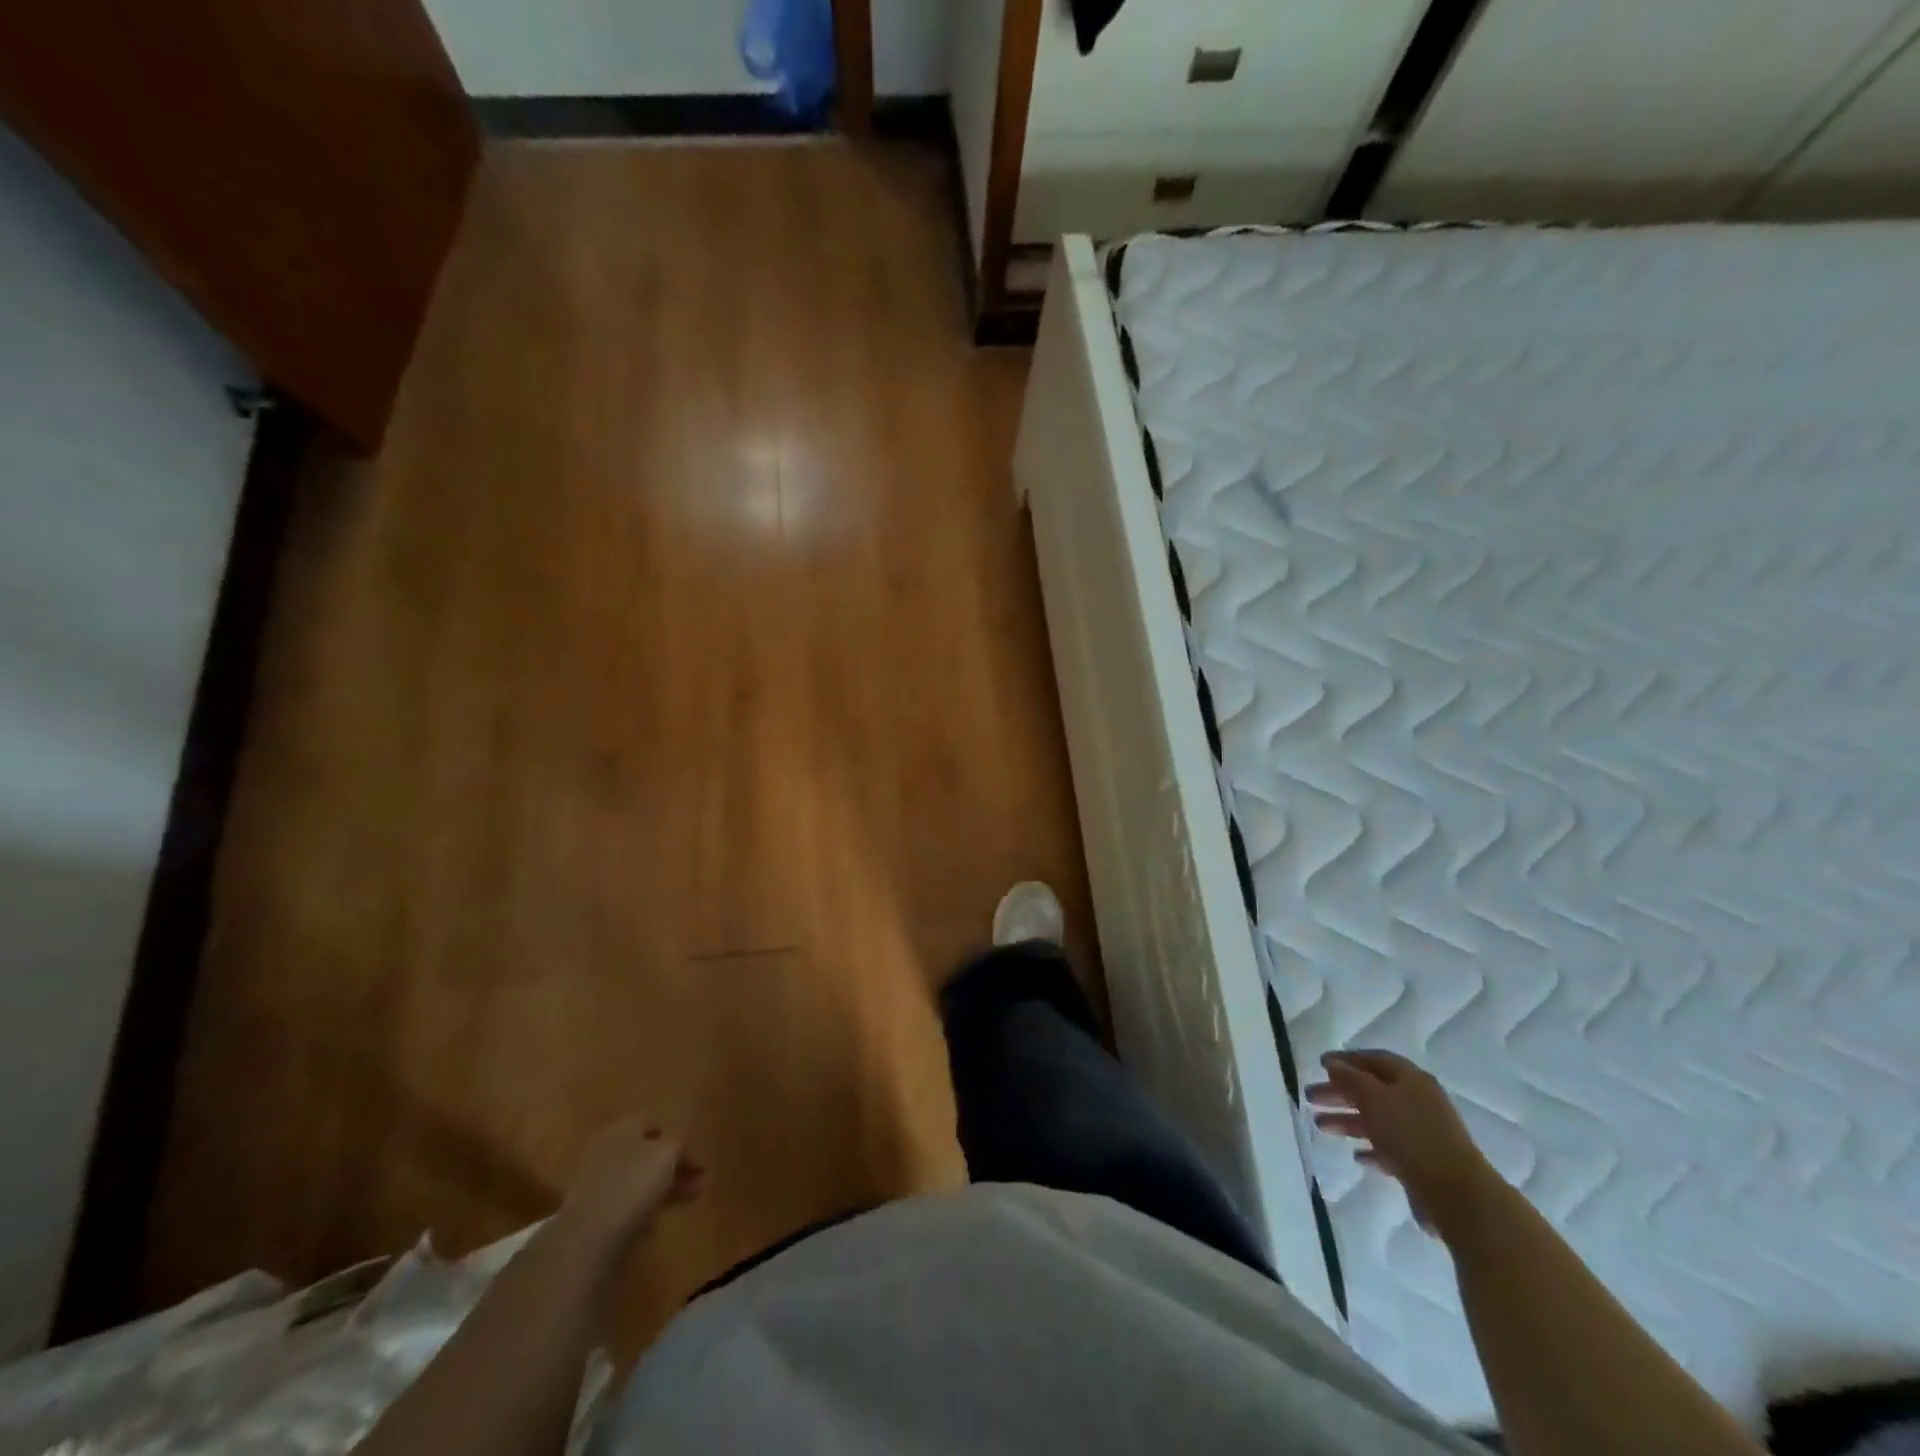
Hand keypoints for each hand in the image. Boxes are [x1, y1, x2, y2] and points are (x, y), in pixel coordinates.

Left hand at [560, 1115, 703, 1245]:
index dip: (675, 1135)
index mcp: (623, 1128)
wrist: (588, 1238)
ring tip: (686, 1201)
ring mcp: (595, 1183)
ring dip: (661, 1188)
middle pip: (645, 1152)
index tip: (694, 1155)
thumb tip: (679, 1146)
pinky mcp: (590, 1216)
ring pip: (636, 1179)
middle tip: (697, 1180)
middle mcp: (606, 1150)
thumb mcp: (669, 1153)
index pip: (652, 1121)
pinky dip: (642, 1210)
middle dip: (672, 1165)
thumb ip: (679, 1143)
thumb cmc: (634, 1184)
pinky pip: (624, 1205)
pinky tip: (656, 1223)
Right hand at [1306, 1050, 1497, 1238]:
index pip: (1374, 1060)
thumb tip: (1332, 1063)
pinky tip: (1355, 1154)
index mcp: (1411, 1079)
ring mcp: (1422, 1133)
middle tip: (1310, 1097)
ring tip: (1321, 1126)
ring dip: (1348, 1120)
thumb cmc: (1411, 1135)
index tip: (1320, 1064)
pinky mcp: (1423, 1163)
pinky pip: (1390, 1147)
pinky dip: (1370, 1146)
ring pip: (1377, 1119)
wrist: (1457, 1195)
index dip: (1346, 1060)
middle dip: (1339, 1092)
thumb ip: (1349, 1078)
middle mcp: (1418, 1101)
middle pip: (1372, 1090)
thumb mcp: (1373, 1098)